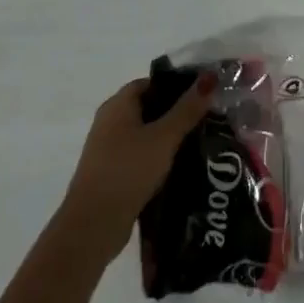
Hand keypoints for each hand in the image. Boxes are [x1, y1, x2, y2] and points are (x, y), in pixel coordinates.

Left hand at [55, 73, 214, 264]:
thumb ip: (187, 109)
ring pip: (145, 135)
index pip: (150, 83)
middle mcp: (110, 122)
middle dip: (177, 113)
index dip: (176, 86)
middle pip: (149, 108)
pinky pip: (140, 157)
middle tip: (207, 118)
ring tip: (201, 142)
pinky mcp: (113, 174)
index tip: (202, 95)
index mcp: (118, 105)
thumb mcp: (164, 137)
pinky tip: (181, 168)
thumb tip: (210, 77)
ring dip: (169, 138)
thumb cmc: (128, 170)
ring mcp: (109, 150)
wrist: (93, 225)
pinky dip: (158, 158)